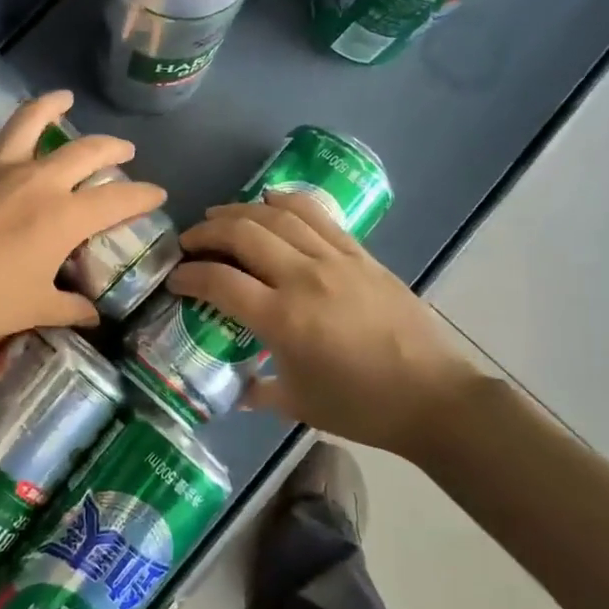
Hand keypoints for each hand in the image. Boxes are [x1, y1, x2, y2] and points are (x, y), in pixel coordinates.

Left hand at [0, 76, 166, 338]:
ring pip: (28, 121)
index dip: (143, 196)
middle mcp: (38, 181)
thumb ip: (71, 308)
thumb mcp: (37, 308)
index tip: (157, 194)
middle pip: (84, 151)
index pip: (119, 200)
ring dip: (50, 106)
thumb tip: (93, 315)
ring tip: (64, 98)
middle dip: (111, 148)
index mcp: (65, 217)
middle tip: (123, 149)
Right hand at [167, 192, 491, 458]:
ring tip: (221, 216)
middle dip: (206, 232)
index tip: (175, 278)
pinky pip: (317, 214)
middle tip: (190, 241)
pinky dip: (287, 201)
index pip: (219, 281)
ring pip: (276, 215)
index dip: (188, 275)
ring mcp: (334, 260)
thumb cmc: (362, 407)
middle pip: (242, 233)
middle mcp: (303, 278)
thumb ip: (258, 391)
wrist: (434, 397)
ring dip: (240, 210)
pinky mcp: (359, 254)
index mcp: (282, 319)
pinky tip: (270, 201)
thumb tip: (235, 388)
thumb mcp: (298, 404)